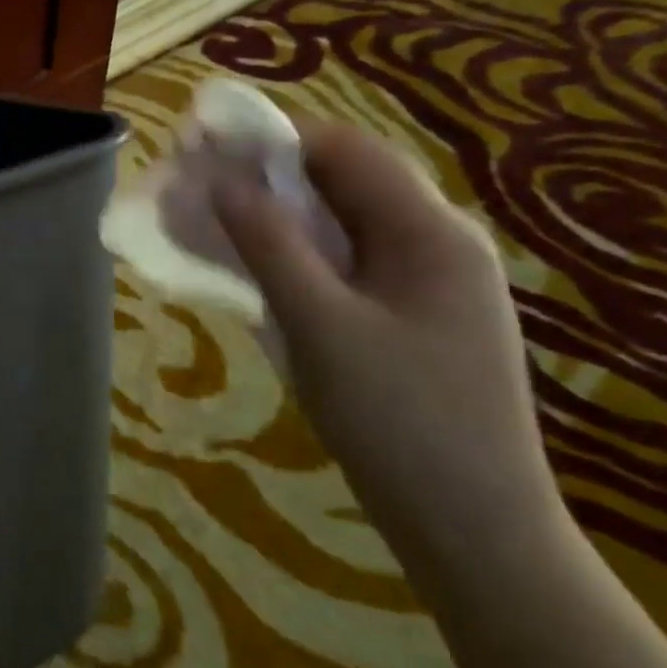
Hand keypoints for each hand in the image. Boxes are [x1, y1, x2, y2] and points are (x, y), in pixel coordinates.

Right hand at [214, 122, 566, 575]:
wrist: (474, 530)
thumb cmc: (400, 422)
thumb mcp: (321, 326)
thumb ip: (269, 246)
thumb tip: (221, 180)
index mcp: (431, 233)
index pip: (344, 151)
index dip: (271, 137)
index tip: (200, 142)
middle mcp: (435, 244)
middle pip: (341, 184)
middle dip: (263, 176)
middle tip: (192, 184)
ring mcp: (423, 284)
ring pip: (337, 226)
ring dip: (272, 216)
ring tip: (205, 220)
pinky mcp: (406, 318)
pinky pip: (341, 265)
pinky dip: (290, 255)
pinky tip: (249, 269)